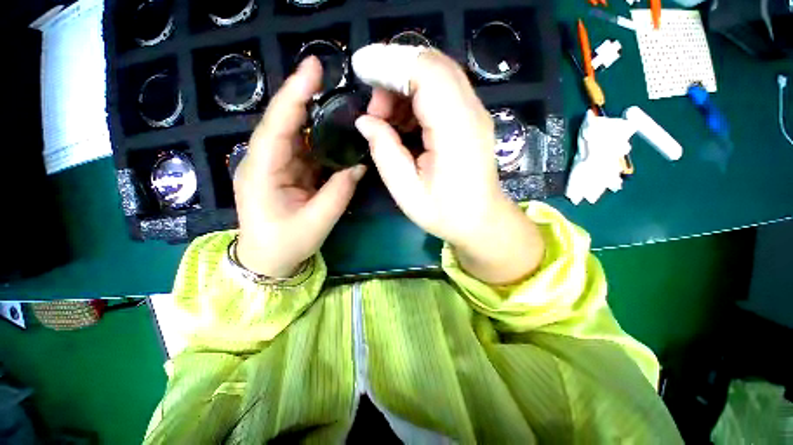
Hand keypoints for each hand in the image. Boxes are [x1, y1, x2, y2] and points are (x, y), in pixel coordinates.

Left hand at [234, 57, 365, 277]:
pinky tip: (332, 129)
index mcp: (262, 172)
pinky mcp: (286, 172)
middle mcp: (263, 161)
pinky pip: (302, 149)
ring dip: (312, 115)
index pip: (277, 126)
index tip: (313, 68)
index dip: (294, 95)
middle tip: (327, 74)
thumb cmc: (285, 245)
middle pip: (283, 122)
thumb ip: (339, 192)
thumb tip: (358, 166)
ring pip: (293, 133)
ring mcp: (274, 165)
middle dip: (303, 95)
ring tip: (335, 97)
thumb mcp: (316, 222)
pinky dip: (317, 138)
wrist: (267, 260)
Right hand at [353, 46, 543, 283]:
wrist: (481, 221)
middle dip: (395, 74)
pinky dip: (416, 96)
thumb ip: (385, 152)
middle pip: (433, 64)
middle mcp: (471, 112)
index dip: (390, 63)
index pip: (427, 73)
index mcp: (455, 131)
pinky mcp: (471, 117)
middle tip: (375, 109)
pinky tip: (404, 122)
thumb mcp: (407, 191)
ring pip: (437, 73)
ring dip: (404, 85)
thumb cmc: (445, 213)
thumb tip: (366, 121)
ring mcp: (475, 112)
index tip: (361, 69)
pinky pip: (442, 90)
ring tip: (387, 118)